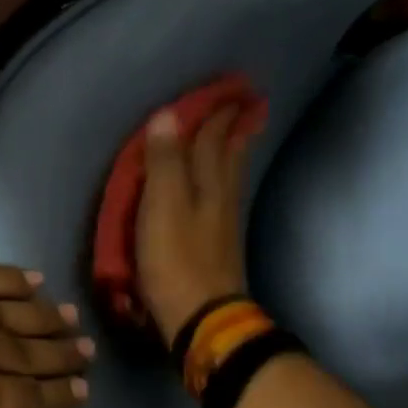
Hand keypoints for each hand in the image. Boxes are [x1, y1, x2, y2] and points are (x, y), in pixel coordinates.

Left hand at [0, 246, 91, 407]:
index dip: (62, 394)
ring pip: (12, 305)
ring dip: (45, 315)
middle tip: (84, 352)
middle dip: (62, 354)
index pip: (33, 394)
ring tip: (68, 318)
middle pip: (30, 347)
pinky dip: (11, 278)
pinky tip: (32, 279)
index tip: (81, 390)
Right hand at [136, 103, 259, 346]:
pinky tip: (221, 188)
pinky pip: (224, 198)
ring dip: (233, 152)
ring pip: (230, 177)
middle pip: (229, 156)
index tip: (229, 89)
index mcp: (208, 185)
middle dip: (234, 129)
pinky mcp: (219, 246)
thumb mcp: (162, 207)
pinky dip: (225, 181)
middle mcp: (221, 198)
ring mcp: (223, 224)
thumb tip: (167, 115)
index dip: (217, 114)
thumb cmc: (176, 260)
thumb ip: (164, 162)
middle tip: (245, 106)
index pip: (213, 139)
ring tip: (237, 136)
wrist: (202, 318)